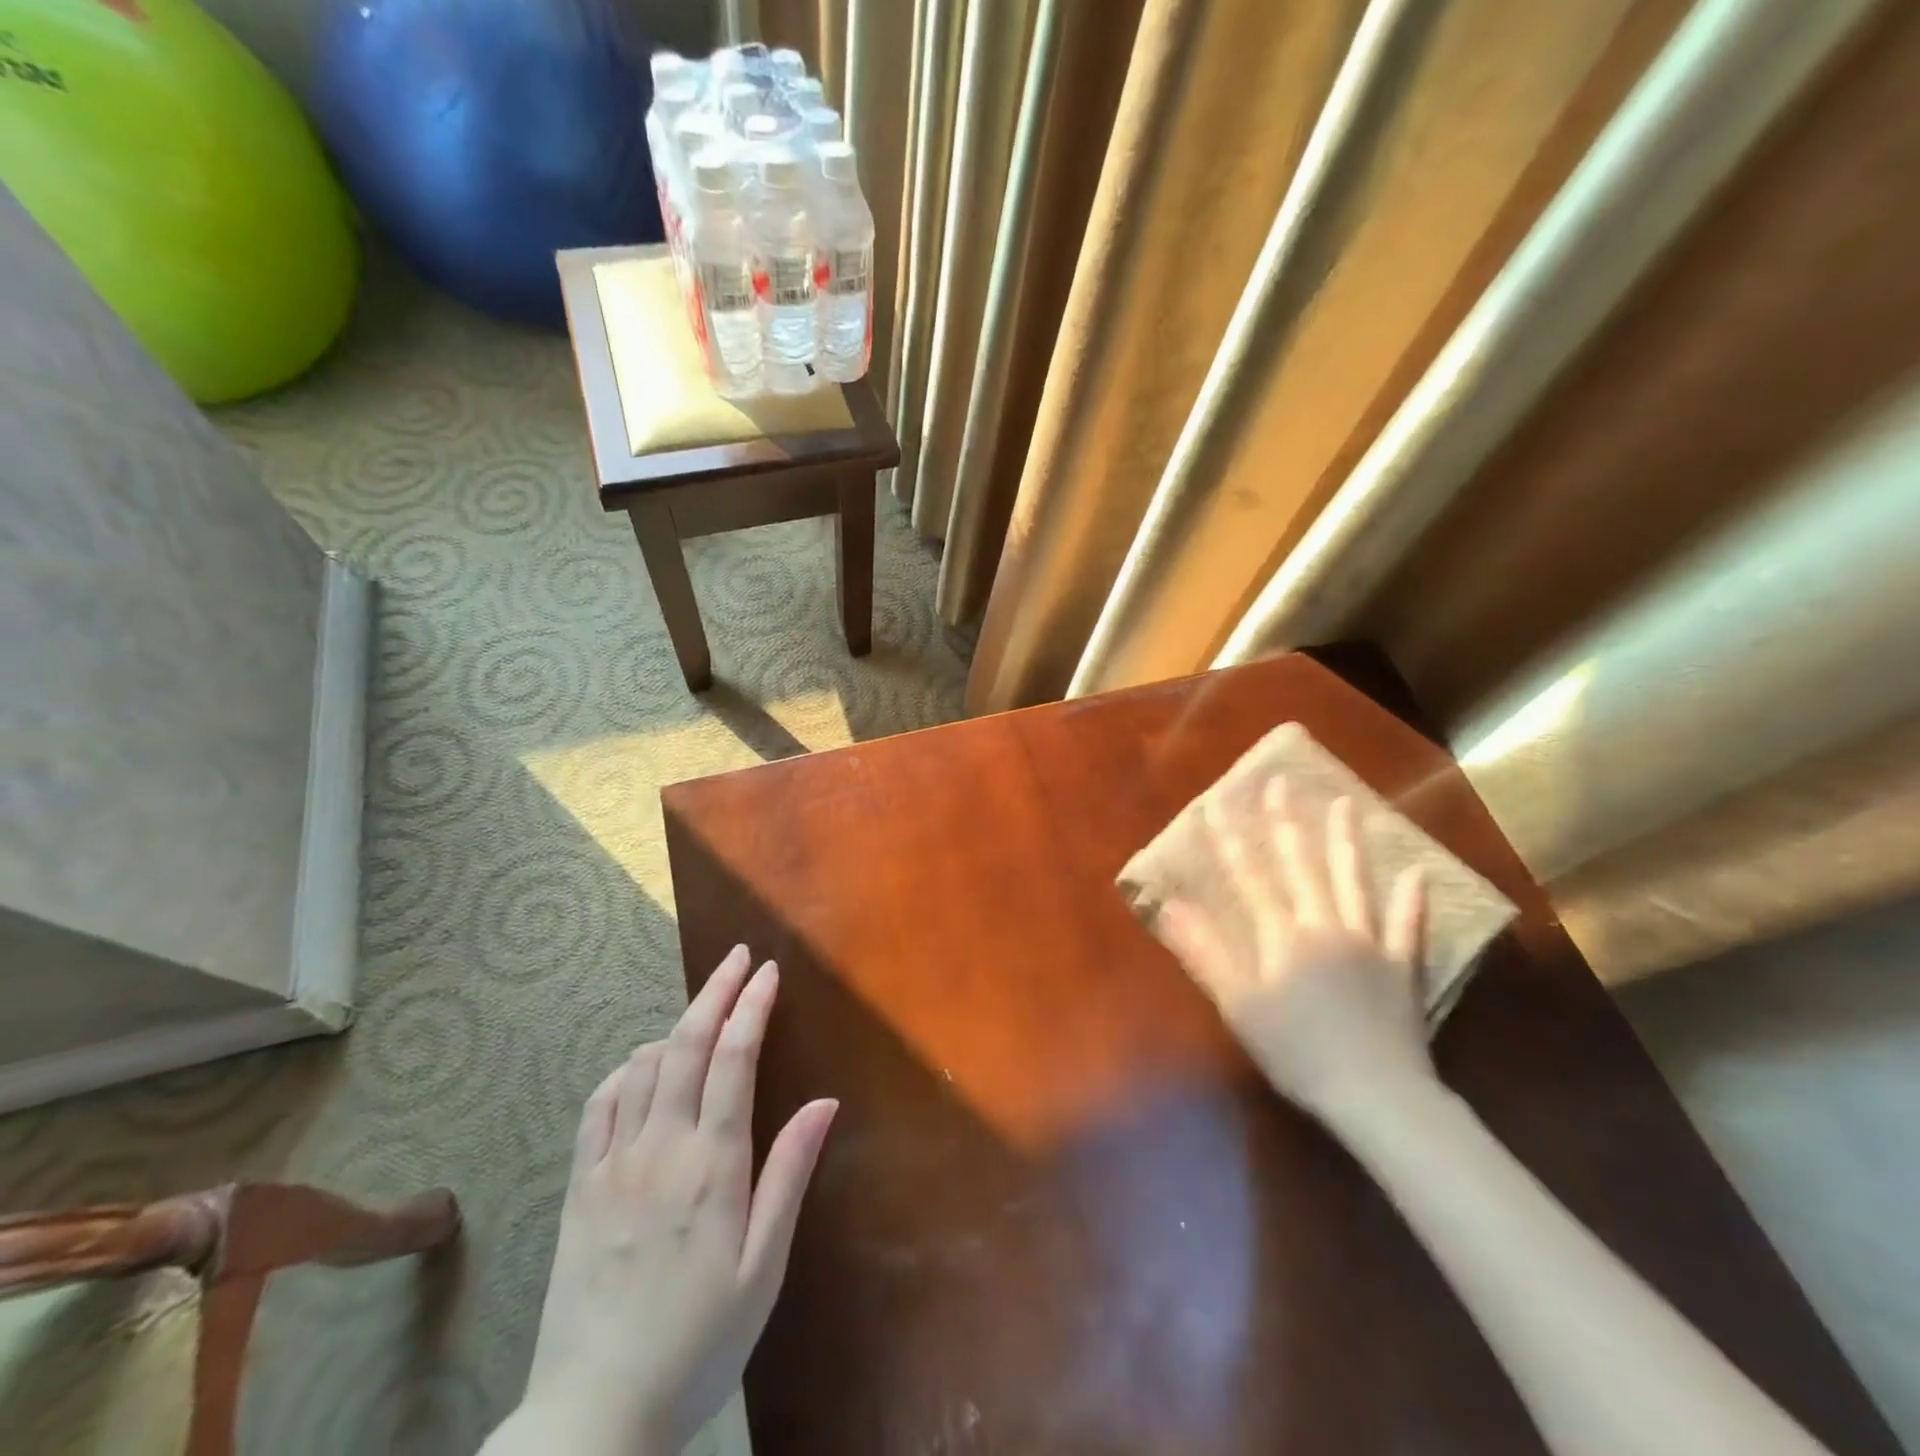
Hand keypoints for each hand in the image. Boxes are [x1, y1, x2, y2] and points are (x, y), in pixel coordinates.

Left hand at [507, 947, 837, 1455]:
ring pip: (643, 1064)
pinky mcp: (580, 1185)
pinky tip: (644, 1067)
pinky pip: (600, 1103)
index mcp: (712, 1166)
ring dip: (678, 1028)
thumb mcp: (763, 1268)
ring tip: (704, 1018)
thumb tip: (824, 1102)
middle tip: (738, 957)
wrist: (593, 1419)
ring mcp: (612, 1164)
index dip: (752, 1006)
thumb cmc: (699, 1343)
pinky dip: (627, 1069)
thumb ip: (790, 1176)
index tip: (767, 971)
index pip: (734, 1059)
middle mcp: (660, 1148)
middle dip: (716, 991)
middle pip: (688, 1044)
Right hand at [1157, 780, 1434, 1128]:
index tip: (1218, 800)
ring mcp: (1368, 943)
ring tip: (1346, 804)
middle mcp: (1324, 925)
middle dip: (1287, 822)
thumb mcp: (1238, 1004)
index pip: (1250, 875)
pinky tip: (1417, 873)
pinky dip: (1412, 901)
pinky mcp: (1402, 968)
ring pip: (1354, 882)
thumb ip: (1205, 952)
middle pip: (1302, 865)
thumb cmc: (1296, 1050)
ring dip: (1347, 842)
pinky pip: (1408, 927)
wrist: (1376, 1095)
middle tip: (1282, 782)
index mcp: (1282, 935)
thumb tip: (1169, 906)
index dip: (1231, 837)